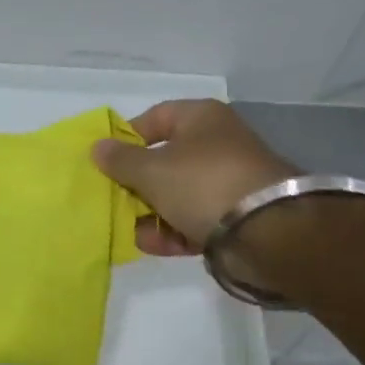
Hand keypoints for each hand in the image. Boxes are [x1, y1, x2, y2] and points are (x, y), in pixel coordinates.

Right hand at [92, 99, 297, 254]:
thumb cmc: (202, 183)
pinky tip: (154, 246)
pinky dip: (174, 231)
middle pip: (164, 160)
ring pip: (178, 194)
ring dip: (152, 214)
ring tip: (132, 231)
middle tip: (114, 200)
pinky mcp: (236, 216)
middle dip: (137, 184)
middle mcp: (217, 144)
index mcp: (201, 118)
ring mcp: (228, 181)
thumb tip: (97, 147)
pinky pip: (195, 219)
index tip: (106, 162)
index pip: (154, 118)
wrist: (267, 231)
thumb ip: (120, 160)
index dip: (127, 138)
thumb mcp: (151, 170)